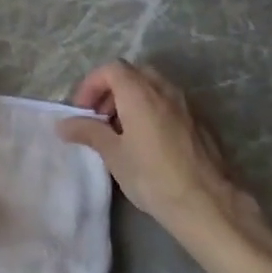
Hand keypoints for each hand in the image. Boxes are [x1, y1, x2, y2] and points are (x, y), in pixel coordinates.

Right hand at [58, 61, 271, 254]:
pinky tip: (148, 142)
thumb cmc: (153, 177)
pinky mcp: (200, 122)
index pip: (111, 69)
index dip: (91, 85)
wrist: (208, 203)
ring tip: (122, 131)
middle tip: (100, 117)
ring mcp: (187, 104)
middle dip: (112, 90)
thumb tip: (64, 124)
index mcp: (140, 93)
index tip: (83, 111)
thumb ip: (88, 132)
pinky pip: (169, 104)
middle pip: (133, 74)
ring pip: (153, 87)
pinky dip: (152, 110)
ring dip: (132, 100)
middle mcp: (165, 90)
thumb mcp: (113, 155)